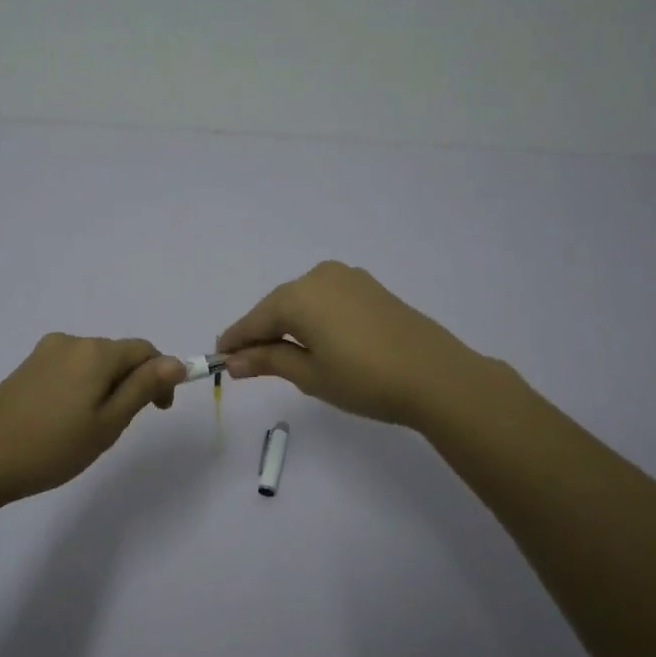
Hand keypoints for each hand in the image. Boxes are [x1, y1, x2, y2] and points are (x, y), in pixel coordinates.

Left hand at [0, 335, 186, 507]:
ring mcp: (45, 352)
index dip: (160, 377)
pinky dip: (81, 387)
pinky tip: (65, 420)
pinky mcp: (26, 367)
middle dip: (131, 383)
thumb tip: (176, 361)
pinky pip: (69, 369)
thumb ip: (143, 389)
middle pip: (118, 354)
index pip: (145, 350)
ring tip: (90, 428)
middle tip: (119, 428)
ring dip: (105, 387)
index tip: (158, 411)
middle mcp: (71, 342)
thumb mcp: (108, 423)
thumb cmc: (51, 447)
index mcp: (96, 352)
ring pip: (93, 363)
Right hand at [217, 261, 482, 427]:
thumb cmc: (364, 379)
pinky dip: (314, 317)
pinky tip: (317, 341)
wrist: (436, 376)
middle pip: (277, 306)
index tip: (219, 359)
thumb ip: (268, 361)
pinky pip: (327, 299)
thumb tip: (233, 360)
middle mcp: (318, 276)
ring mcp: (347, 277)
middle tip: (250, 365)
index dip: (235, 341)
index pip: (254, 320)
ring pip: (302, 301)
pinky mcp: (370, 286)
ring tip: (285, 357)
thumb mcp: (310, 375)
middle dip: (262, 333)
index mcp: (297, 296)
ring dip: (288, 325)